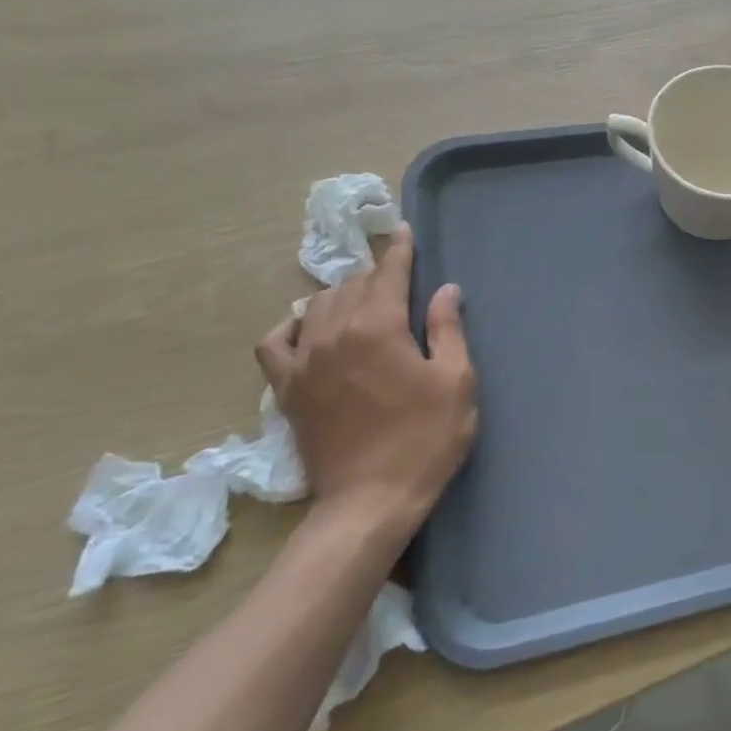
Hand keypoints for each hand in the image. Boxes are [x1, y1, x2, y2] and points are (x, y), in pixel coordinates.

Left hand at [256, 221, 477, 542]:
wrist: (370, 500)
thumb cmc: (426, 438)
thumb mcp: (456, 381)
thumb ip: (447, 329)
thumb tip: (445, 289)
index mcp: (378, 328)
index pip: (387, 274)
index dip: (399, 250)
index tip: (403, 230)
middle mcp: (333, 335)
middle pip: (351, 285)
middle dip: (375, 274)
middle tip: (397, 277)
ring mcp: (303, 363)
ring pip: (315, 306)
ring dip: (341, 295)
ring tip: (361, 300)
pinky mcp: (286, 390)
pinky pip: (274, 343)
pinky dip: (291, 327)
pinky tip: (307, 328)